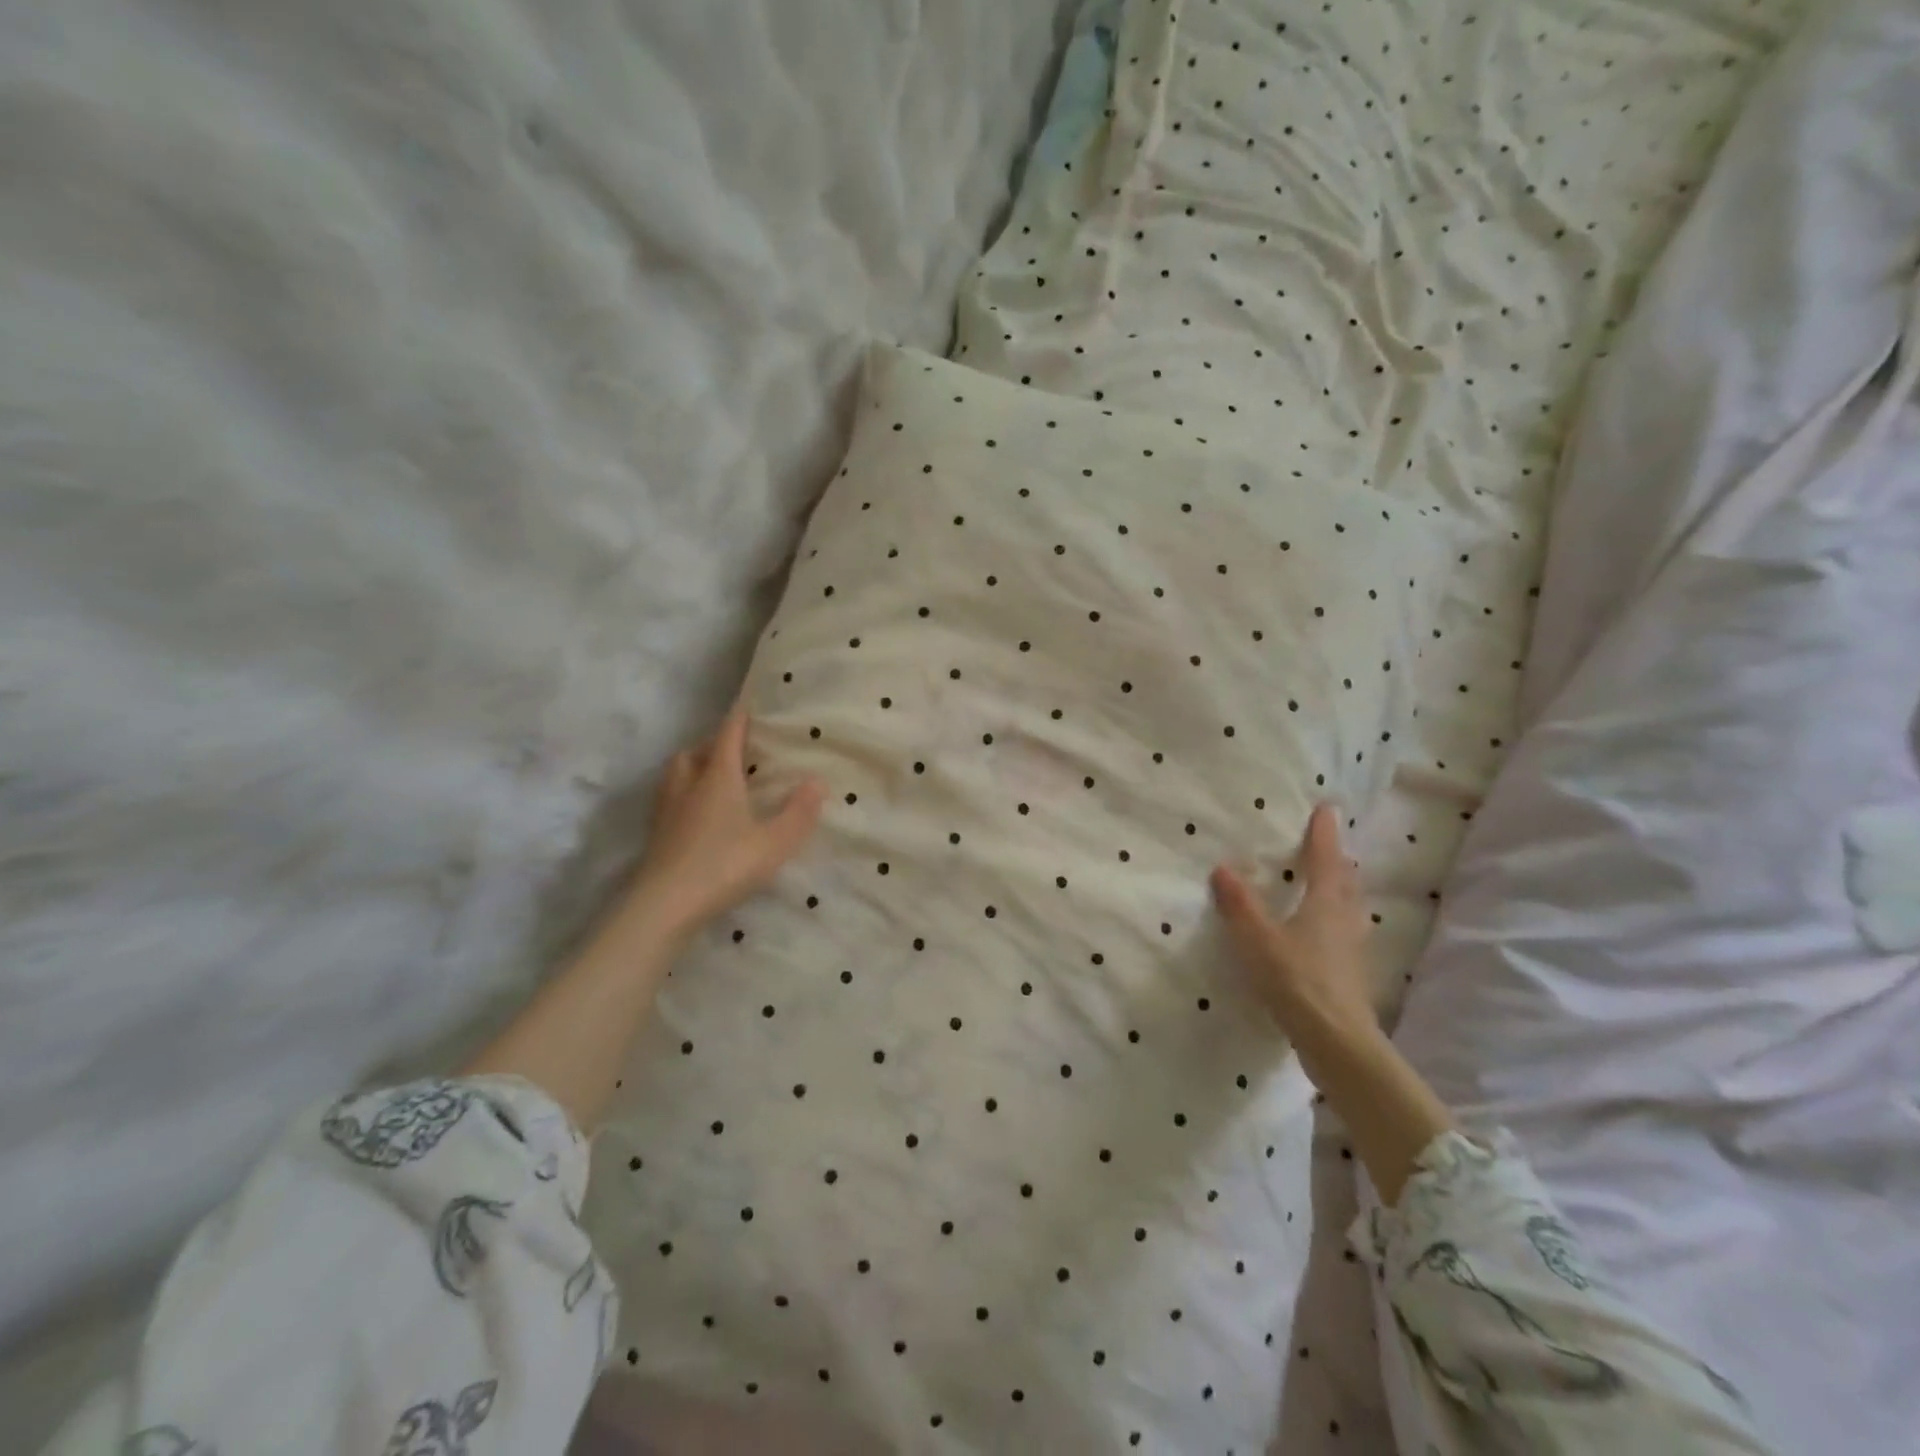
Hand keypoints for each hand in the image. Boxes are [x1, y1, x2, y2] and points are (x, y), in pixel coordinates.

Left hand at [628, 708, 824, 942]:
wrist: (664, 906)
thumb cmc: (724, 866)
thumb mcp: (774, 843)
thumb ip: (798, 813)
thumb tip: (818, 780)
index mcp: (718, 779)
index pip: (728, 737)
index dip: (739, 719)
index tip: (747, 705)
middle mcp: (688, 786)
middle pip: (696, 752)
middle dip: (713, 744)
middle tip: (733, 748)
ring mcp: (667, 810)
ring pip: (676, 773)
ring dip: (693, 766)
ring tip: (712, 776)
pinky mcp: (656, 835)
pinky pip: (669, 798)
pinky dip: (683, 793)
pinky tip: (696, 813)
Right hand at [1211, 804, 1379, 1065]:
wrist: (1336, 1041)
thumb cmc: (1296, 980)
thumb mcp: (1258, 939)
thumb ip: (1240, 905)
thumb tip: (1223, 868)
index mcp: (1325, 904)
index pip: (1325, 859)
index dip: (1324, 834)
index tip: (1326, 809)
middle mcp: (1344, 920)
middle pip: (1345, 882)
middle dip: (1336, 861)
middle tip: (1327, 846)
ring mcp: (1351, 949)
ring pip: (1349, 908)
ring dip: (1341, 890)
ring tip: (1329, 884)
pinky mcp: (1349, 973)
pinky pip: (1345, 932)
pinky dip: (1336, 919)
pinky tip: (1324, 933)